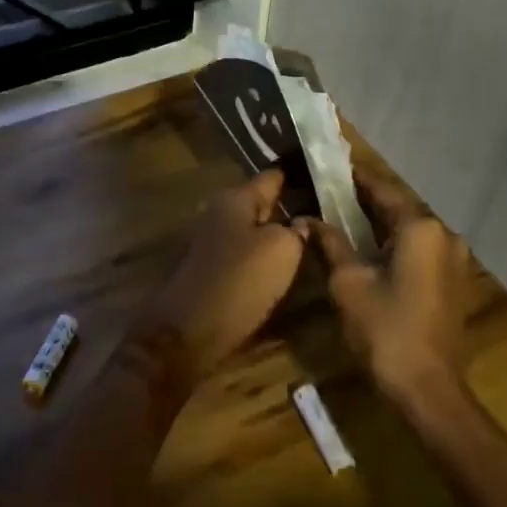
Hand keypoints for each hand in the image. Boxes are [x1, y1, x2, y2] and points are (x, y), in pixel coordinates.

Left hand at [145, 169, 305, 376]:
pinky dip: (258, 259)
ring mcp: (209, 242)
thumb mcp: (281, 251)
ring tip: (304, 242)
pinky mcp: (206, 270)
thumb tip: (299, 223)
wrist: (187, 332)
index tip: (317, 174)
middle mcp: (218, 213)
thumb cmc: (238, 281)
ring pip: (249, 231)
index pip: (271, 178)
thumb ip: (296, 231)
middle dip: (284, 208)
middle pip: (259, 205)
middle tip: (319, 213)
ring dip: (271, 236)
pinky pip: (240, 255)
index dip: (294, 176)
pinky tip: (277, 269)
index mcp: (235, 199)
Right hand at [301, 170, 476, 399]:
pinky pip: (420, 249)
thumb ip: (330, 243)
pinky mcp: (454, 280)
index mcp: (420, 228)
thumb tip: (307, 220)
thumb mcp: (348, 282)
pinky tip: (370, 249)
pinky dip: (395, 244)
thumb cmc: (385, 330)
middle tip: (330, 192)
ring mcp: (454, 259)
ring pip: (410, 229)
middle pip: (398, 207)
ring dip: (380, 224)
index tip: (330, 165)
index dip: (354, 177)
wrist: (428, 389)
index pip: (381, 189)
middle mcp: (444, 234)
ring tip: (344, 217)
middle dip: (364, 201)